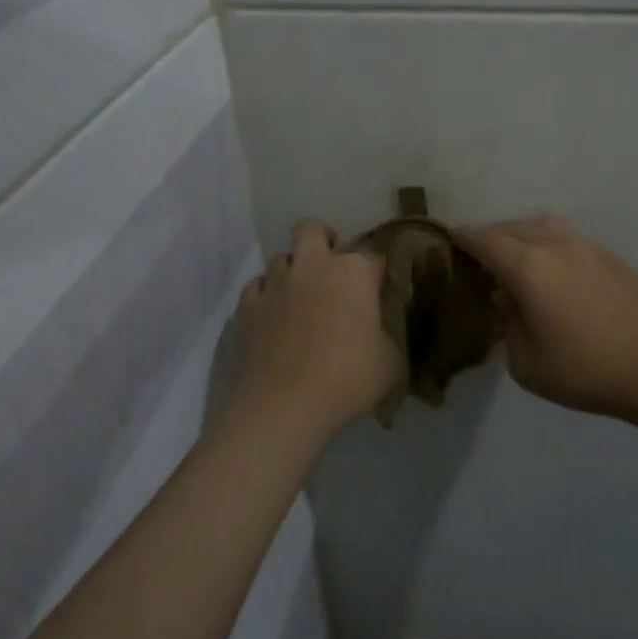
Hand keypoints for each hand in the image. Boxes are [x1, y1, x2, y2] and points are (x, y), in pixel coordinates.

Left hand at [235, 220, 401, 437]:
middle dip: (323, 241)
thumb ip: (389, 335)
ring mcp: (275, 284)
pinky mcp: (246, 307)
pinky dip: (266, 295)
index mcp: (353, 273)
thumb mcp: (391, 362)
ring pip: (281, 257)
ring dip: (293, 271)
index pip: (373, 256)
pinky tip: (273, 316)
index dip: (377, 273)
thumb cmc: (347, 381)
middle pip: (313, 230)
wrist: (283, 409)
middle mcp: (313, 266)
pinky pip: (256, 287)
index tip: (379, 291)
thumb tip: (381, 331)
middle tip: (331, 270)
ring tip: (300, 297)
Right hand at [453, 216, 637, 418]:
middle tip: (479, 255)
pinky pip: (568, 240)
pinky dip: (550, 246)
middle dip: (491, 237)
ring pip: (543, 226)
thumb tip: (507, 300)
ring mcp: (586, 246)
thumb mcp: (524, 361)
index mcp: (528, 267)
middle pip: (512, 228)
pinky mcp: (609, 255)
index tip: (448, 237)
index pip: (485, 241)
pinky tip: (554, 270)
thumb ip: (507, 323)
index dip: (463, 237)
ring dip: (522, 235)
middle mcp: (555, 245)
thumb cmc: (582, 370)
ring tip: (516, 257)